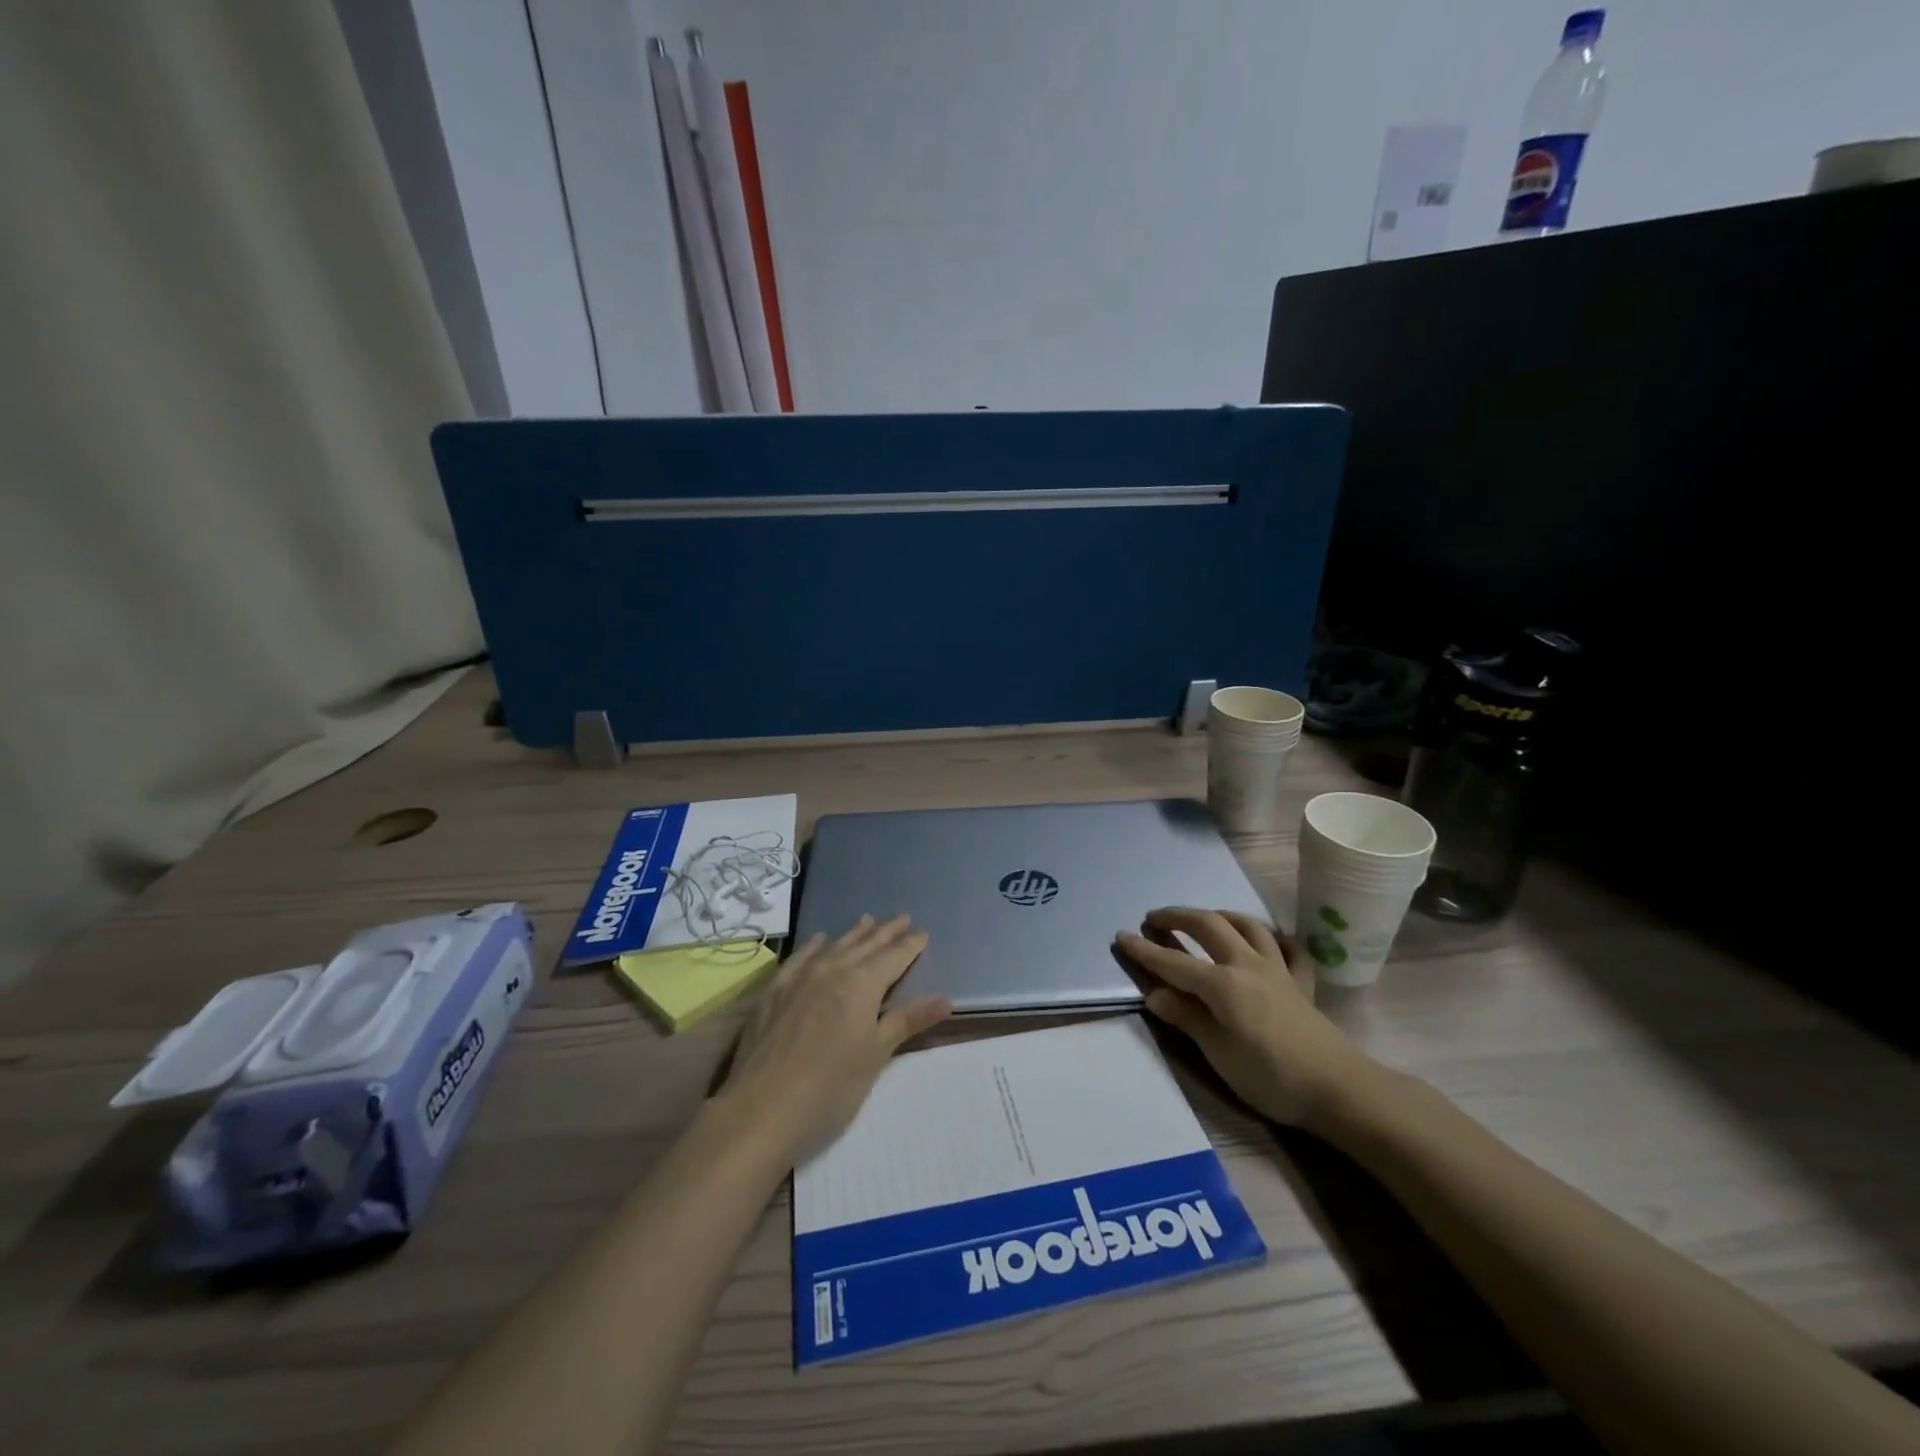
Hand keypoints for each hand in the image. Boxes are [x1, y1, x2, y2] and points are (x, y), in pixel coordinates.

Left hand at [721, 916, 951, 1155]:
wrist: (760, 1109)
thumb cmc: (830, 1087)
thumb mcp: (876, 1054)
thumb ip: (908, 1020)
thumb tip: (946, 998)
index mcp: (863, 983)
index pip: (894, 956)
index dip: (910, 945)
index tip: (922, 933)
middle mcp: (833, 969)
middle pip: (866, 944)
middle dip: (887, 932)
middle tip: (903, 918)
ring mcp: (800, 977)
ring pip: (835, 945)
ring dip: (855, 933)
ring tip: (868, 920)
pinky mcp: (774, 990)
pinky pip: (801, 956)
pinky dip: (815, 945)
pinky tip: (820, 941)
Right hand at [1116, 907, 1381, 1130]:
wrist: (1339, 1089)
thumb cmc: (1271, 1077)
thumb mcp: (1219, 1053)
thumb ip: (1187, 1018)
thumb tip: (1154, 994)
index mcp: (1222, 984)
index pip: (1174, 962)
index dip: (1145, 949)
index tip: (1121, 935)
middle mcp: (1247, 964)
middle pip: (1209, 925)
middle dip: (1178, 916)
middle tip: (1155, 918)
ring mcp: (1278, 969)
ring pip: (1247, 925)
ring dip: (1220, 915)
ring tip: (1204, 918)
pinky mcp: (1302, 983)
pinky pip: (1288, 949)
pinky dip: (1275, 938)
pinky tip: (1267, 941)